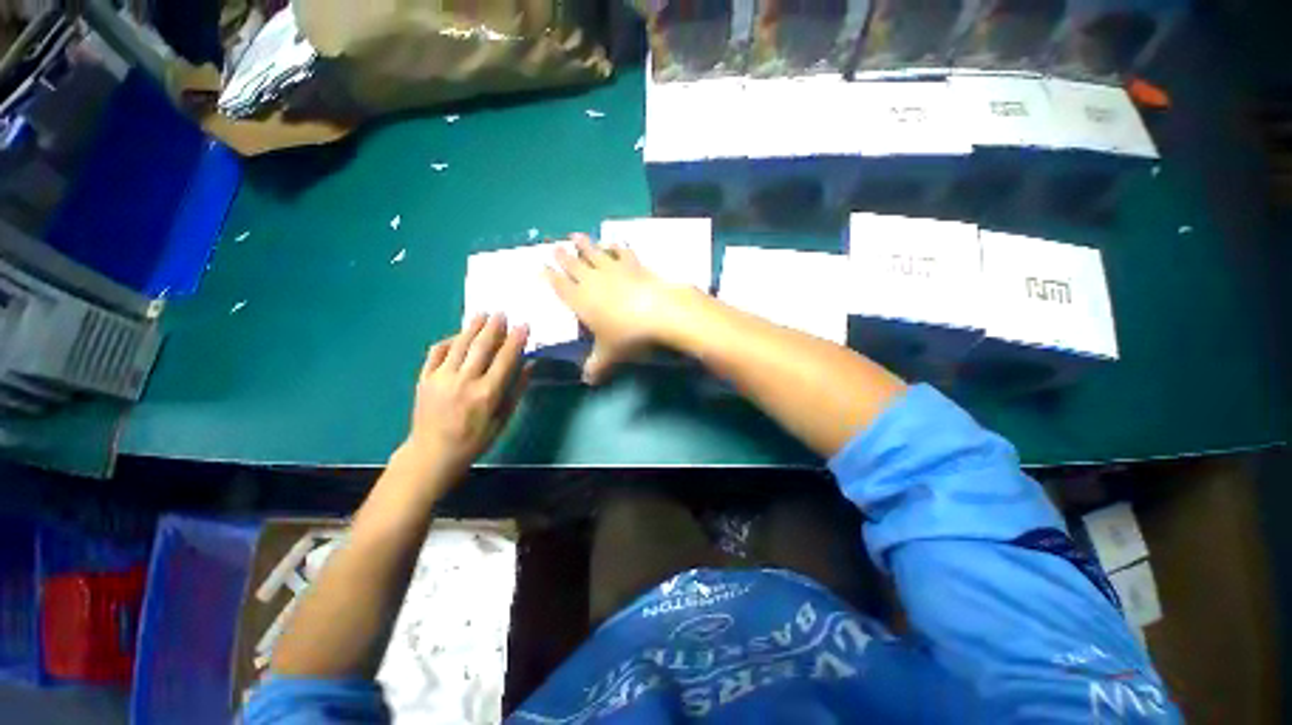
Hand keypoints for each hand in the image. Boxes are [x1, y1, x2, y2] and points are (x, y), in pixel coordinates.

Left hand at [400, 313, 531, 481]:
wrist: (433, 453)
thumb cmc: (472, 442)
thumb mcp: (500, 423)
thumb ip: (515, 392)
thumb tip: (529, 365)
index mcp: (486, 395)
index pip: (505, 359)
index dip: (516, 340)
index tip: (523, 326)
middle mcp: (464, 381)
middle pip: (482, 346)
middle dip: (494, 327)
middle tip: (502, 313)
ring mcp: (442, 377)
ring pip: (460, 344)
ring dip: (472, 327)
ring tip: (482, 315)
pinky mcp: (425, 377)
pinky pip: (438, 351)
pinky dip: (449, 341)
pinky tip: (457, 337)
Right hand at [545, 234, 694, 383]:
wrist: (659, 312)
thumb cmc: (627, 335)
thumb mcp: (609, 356)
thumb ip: (595, 366)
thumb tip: (587, 381)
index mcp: (580, 301)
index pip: (561, 286)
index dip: (550, 276)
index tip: (542, 267)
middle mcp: (592, 281)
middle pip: (574, 265)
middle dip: (562, 256)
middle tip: (553, 246)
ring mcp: (614, 269)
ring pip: (594, 253)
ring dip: (584, 244)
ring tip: (575, 235)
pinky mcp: (634, 264)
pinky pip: (621, 252)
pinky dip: (615, 246)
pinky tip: (613, 242)